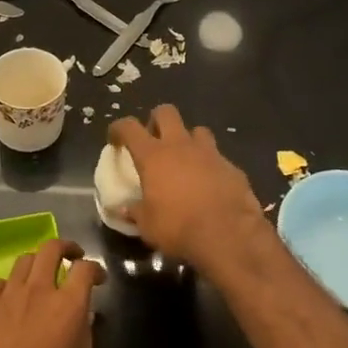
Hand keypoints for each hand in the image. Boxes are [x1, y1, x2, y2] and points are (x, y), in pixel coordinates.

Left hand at [0, 238, 105, 347]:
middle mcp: (38, 291)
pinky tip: (10, 300)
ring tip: (40, 277)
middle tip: (71, 258)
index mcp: (68, 306)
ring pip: (24, 261)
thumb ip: (85, 339)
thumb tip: (84, 319)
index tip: (98, 279)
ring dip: (37, 264)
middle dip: (66, 248)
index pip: (85, 268)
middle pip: (51, 248)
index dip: (95, 269)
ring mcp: (7, 297)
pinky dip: (9, 286)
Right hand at [108, 106, 271, 274]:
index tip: (115, 139)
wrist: (227, 235)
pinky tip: (210, 184)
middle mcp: (180, 146)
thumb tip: (124, 209)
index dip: (119, 128)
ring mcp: (210, 153)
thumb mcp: (148, 225)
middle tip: (153, 141)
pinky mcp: (232, 167)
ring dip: (188, 141)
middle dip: (156, 121)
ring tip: (185, 161)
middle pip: (166, 112)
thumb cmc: (178, 227)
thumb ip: (135, 212)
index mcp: (153, 156)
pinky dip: (210, 166)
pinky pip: (217, 157)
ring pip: (197, 130)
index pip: (129, 127)